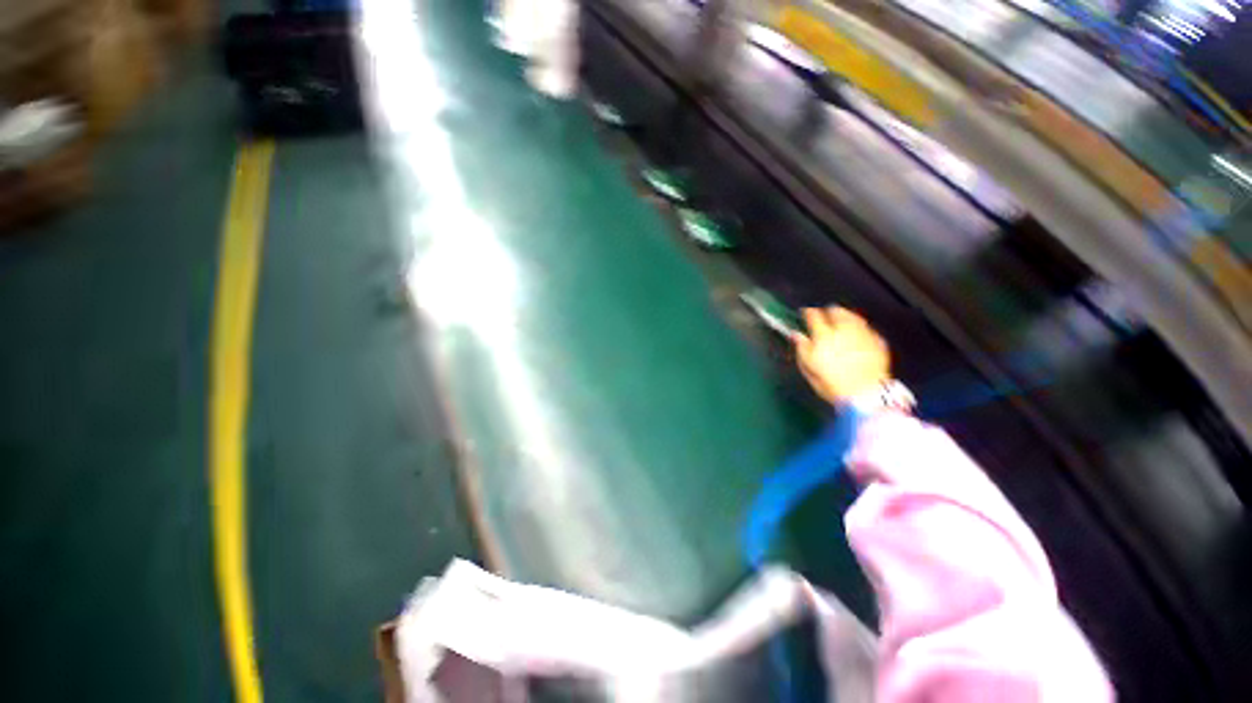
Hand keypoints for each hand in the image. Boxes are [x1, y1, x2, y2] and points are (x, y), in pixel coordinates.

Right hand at [792, 307, 890, 404]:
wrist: (866, 395)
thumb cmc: (831, 384)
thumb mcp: (809, 368)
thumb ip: (802, 348)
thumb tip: (796, 335)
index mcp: (823, 335)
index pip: (813, 316)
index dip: (808, 312)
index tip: (805, 313)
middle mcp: (843, 330)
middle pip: (836, 311)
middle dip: (828, 311)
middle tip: (825, 315)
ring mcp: (863, 334)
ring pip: (853, 316)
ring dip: (846, 316)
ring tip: (842, 320)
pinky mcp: (878, 341)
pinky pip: (867, 329)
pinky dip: (860, 328)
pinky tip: (858, 334)